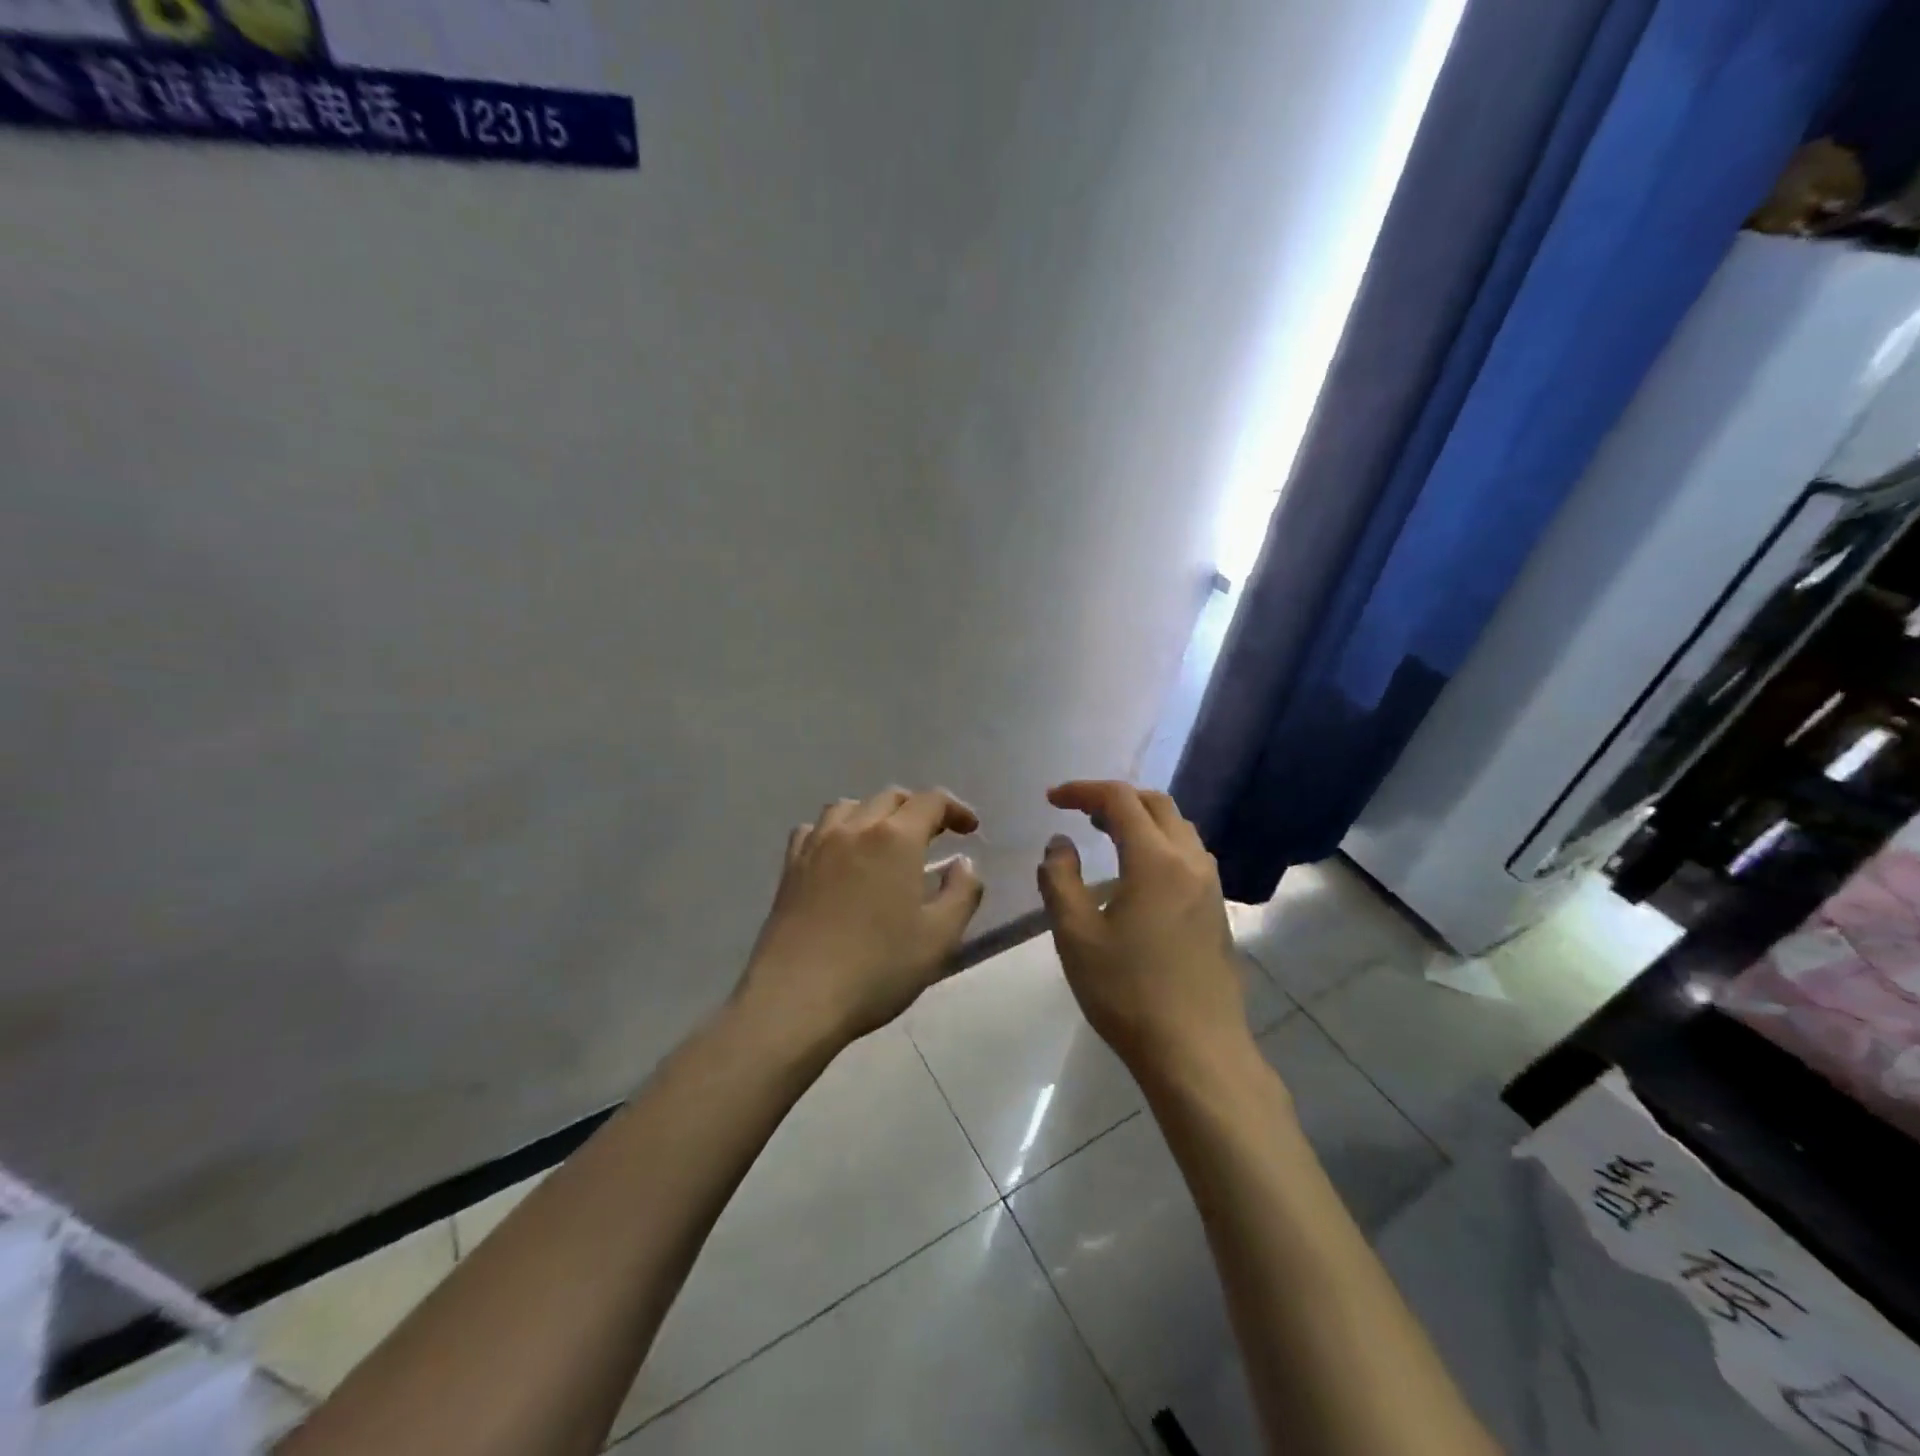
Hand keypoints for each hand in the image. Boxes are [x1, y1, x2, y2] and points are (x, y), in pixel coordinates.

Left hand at [737, 787, 985, 1048]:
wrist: (797, 997)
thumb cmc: (878, 967)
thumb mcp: (940, 937)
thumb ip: (962, 892)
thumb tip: (964, 863)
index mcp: (896, 838)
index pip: (931, 801)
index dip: (955, 809)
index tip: (970, 830)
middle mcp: (855, 828)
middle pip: (890, 797)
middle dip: (917, 808)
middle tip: (934, 836)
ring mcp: (817, 844)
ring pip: (849, 806)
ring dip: (875, 813)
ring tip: (885, 841)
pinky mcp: (790, 867)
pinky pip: (814, 829)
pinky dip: (836, 831)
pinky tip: (840, 856)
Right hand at [1037, 781, 1251, 1078]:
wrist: (1196, 1051)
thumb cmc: (1128, 991)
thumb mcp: (1075, 935)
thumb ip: (1060, 879)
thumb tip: (1059, 844)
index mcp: (1155, 860)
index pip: (1119, 799)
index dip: (1083, 790)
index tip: (1052, 799)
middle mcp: (1190, 861)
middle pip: (1156, 805)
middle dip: (1115, 799)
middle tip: (1079, 813)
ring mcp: (1210, 886)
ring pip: (1178, 828)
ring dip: (1141, 820)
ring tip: (1106, 836)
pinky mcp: (1217, 910)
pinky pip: (1189, 855)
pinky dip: (1159, 844)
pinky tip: (1138, 876)